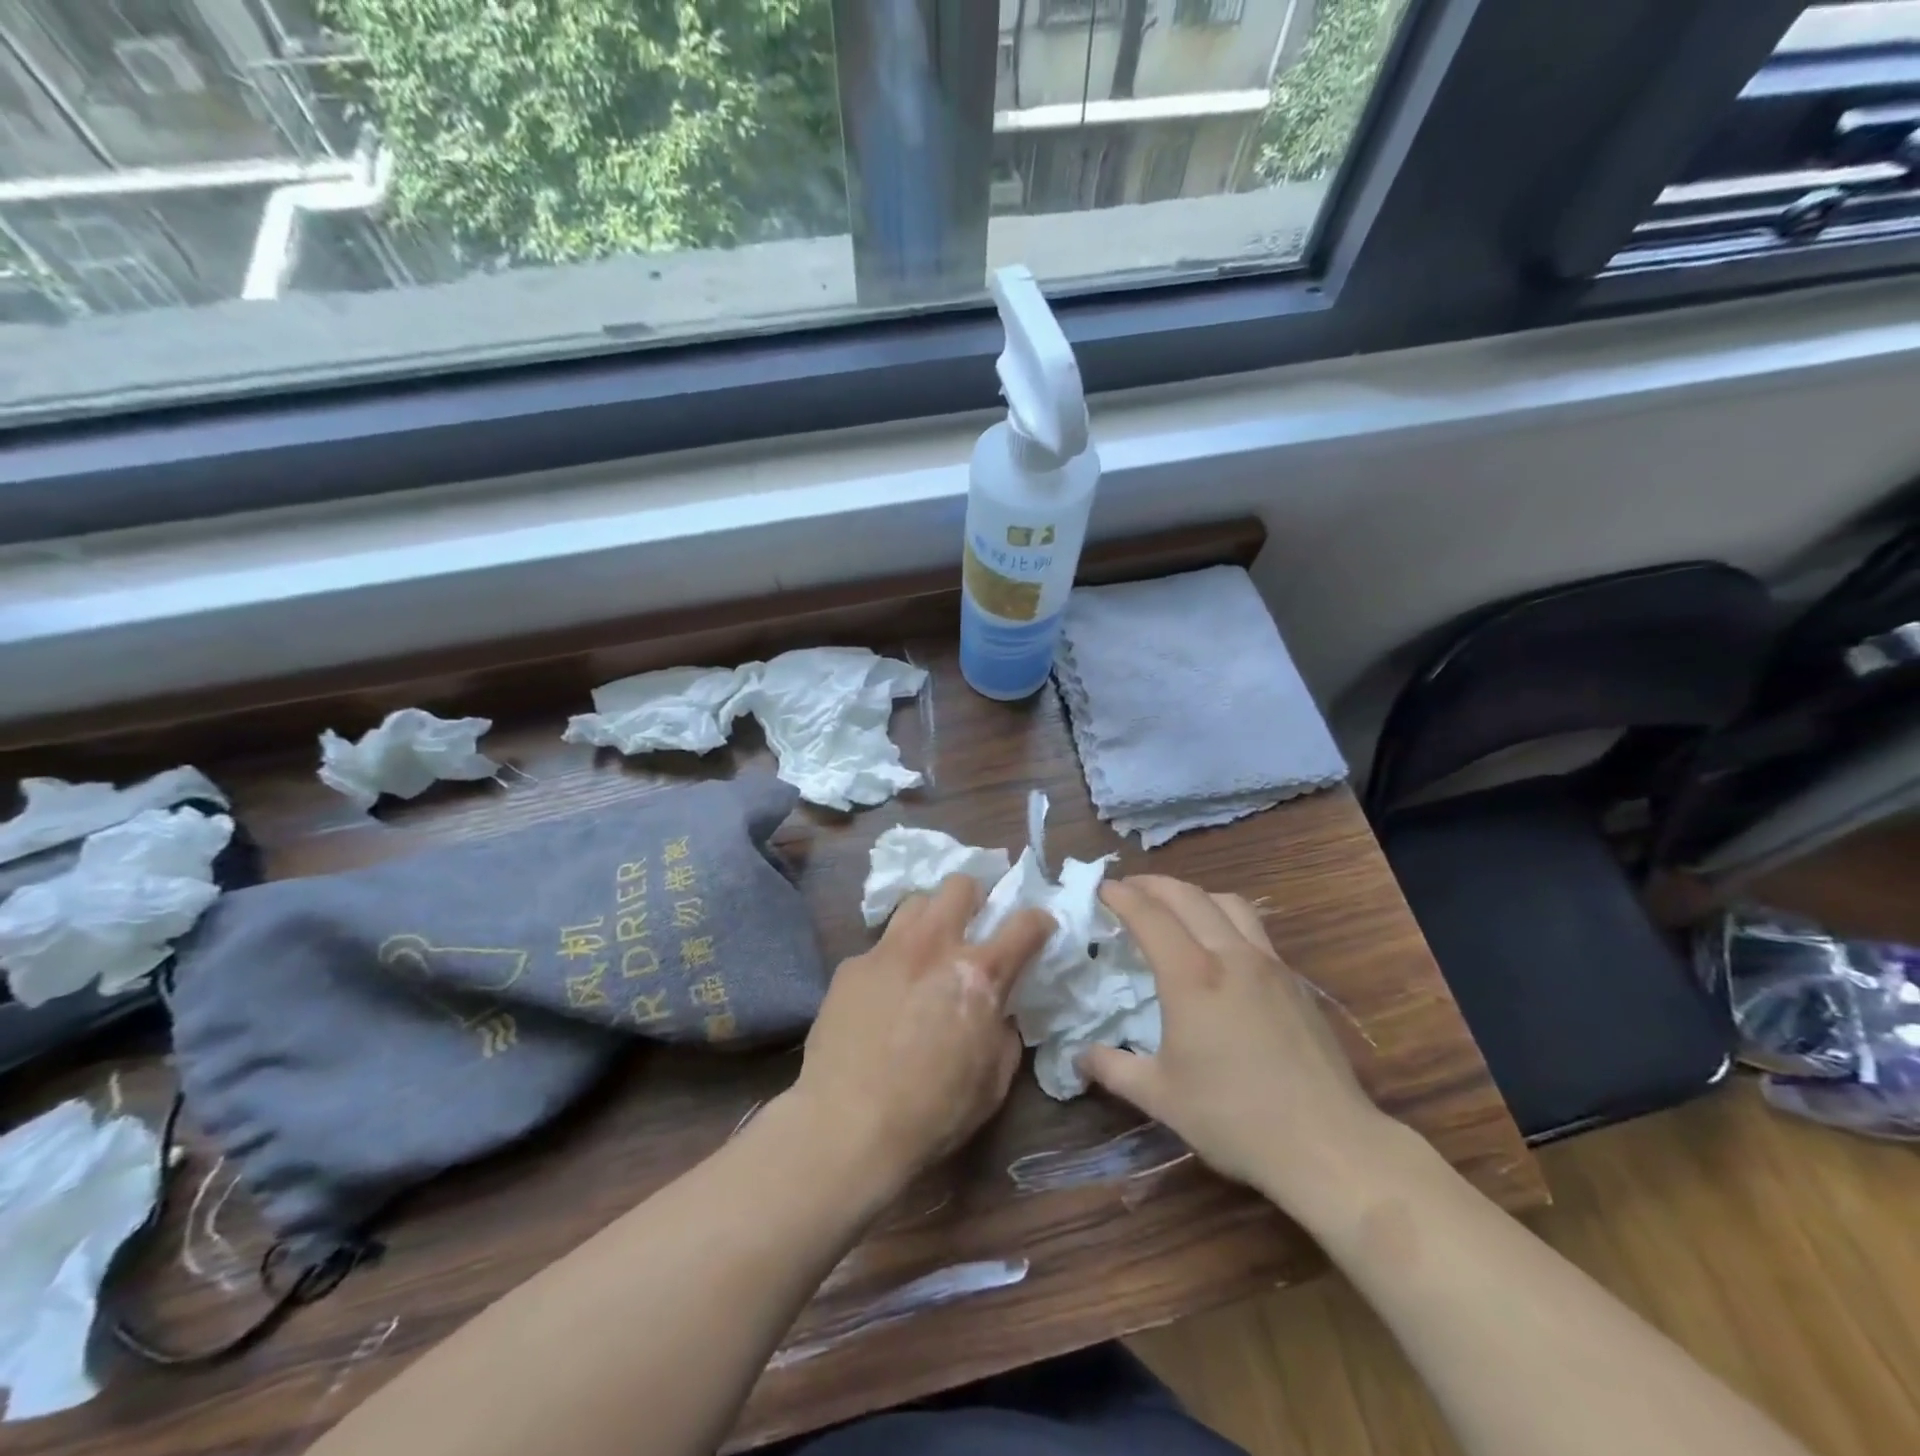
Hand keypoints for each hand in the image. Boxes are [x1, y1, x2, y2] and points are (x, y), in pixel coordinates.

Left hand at [790, 874, 1052, 1197]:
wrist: (847, 1125)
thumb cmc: (933, 1112)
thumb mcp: (993, 1080)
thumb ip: (1004, 1032)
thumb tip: (998, 1011)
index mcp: (979, 974)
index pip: (1024, 924)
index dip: (1039, 921)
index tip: (1038, 928)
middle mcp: (934, 946)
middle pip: (960, 884)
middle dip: (975, 897)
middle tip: (974, 925)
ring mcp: (887, 951)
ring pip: (915, 902)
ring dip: (931, 918)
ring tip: (929, 947)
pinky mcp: (851, 966)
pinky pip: (880, 946)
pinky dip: (893, 959)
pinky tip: (885, 992)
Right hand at [1079, 876, 1393, 1211]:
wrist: (1328, 1144)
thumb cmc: (1234, 1118)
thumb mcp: (1160, 1097)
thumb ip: (1113, 1069)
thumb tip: (1079, 1058)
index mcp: (1191, 976)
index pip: (1149, 915)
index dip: (1121, 896)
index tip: (1100, 888)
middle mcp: (1230, 955)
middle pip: (1188, 896)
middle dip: (1152, 884)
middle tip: (1128, 888)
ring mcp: (1269, 964)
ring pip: (1228, 903)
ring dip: (1194, 894)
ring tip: (1175, 908)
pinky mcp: (1295, 981)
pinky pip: (1254, 928)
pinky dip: (1225, 917)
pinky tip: (1220, 947)